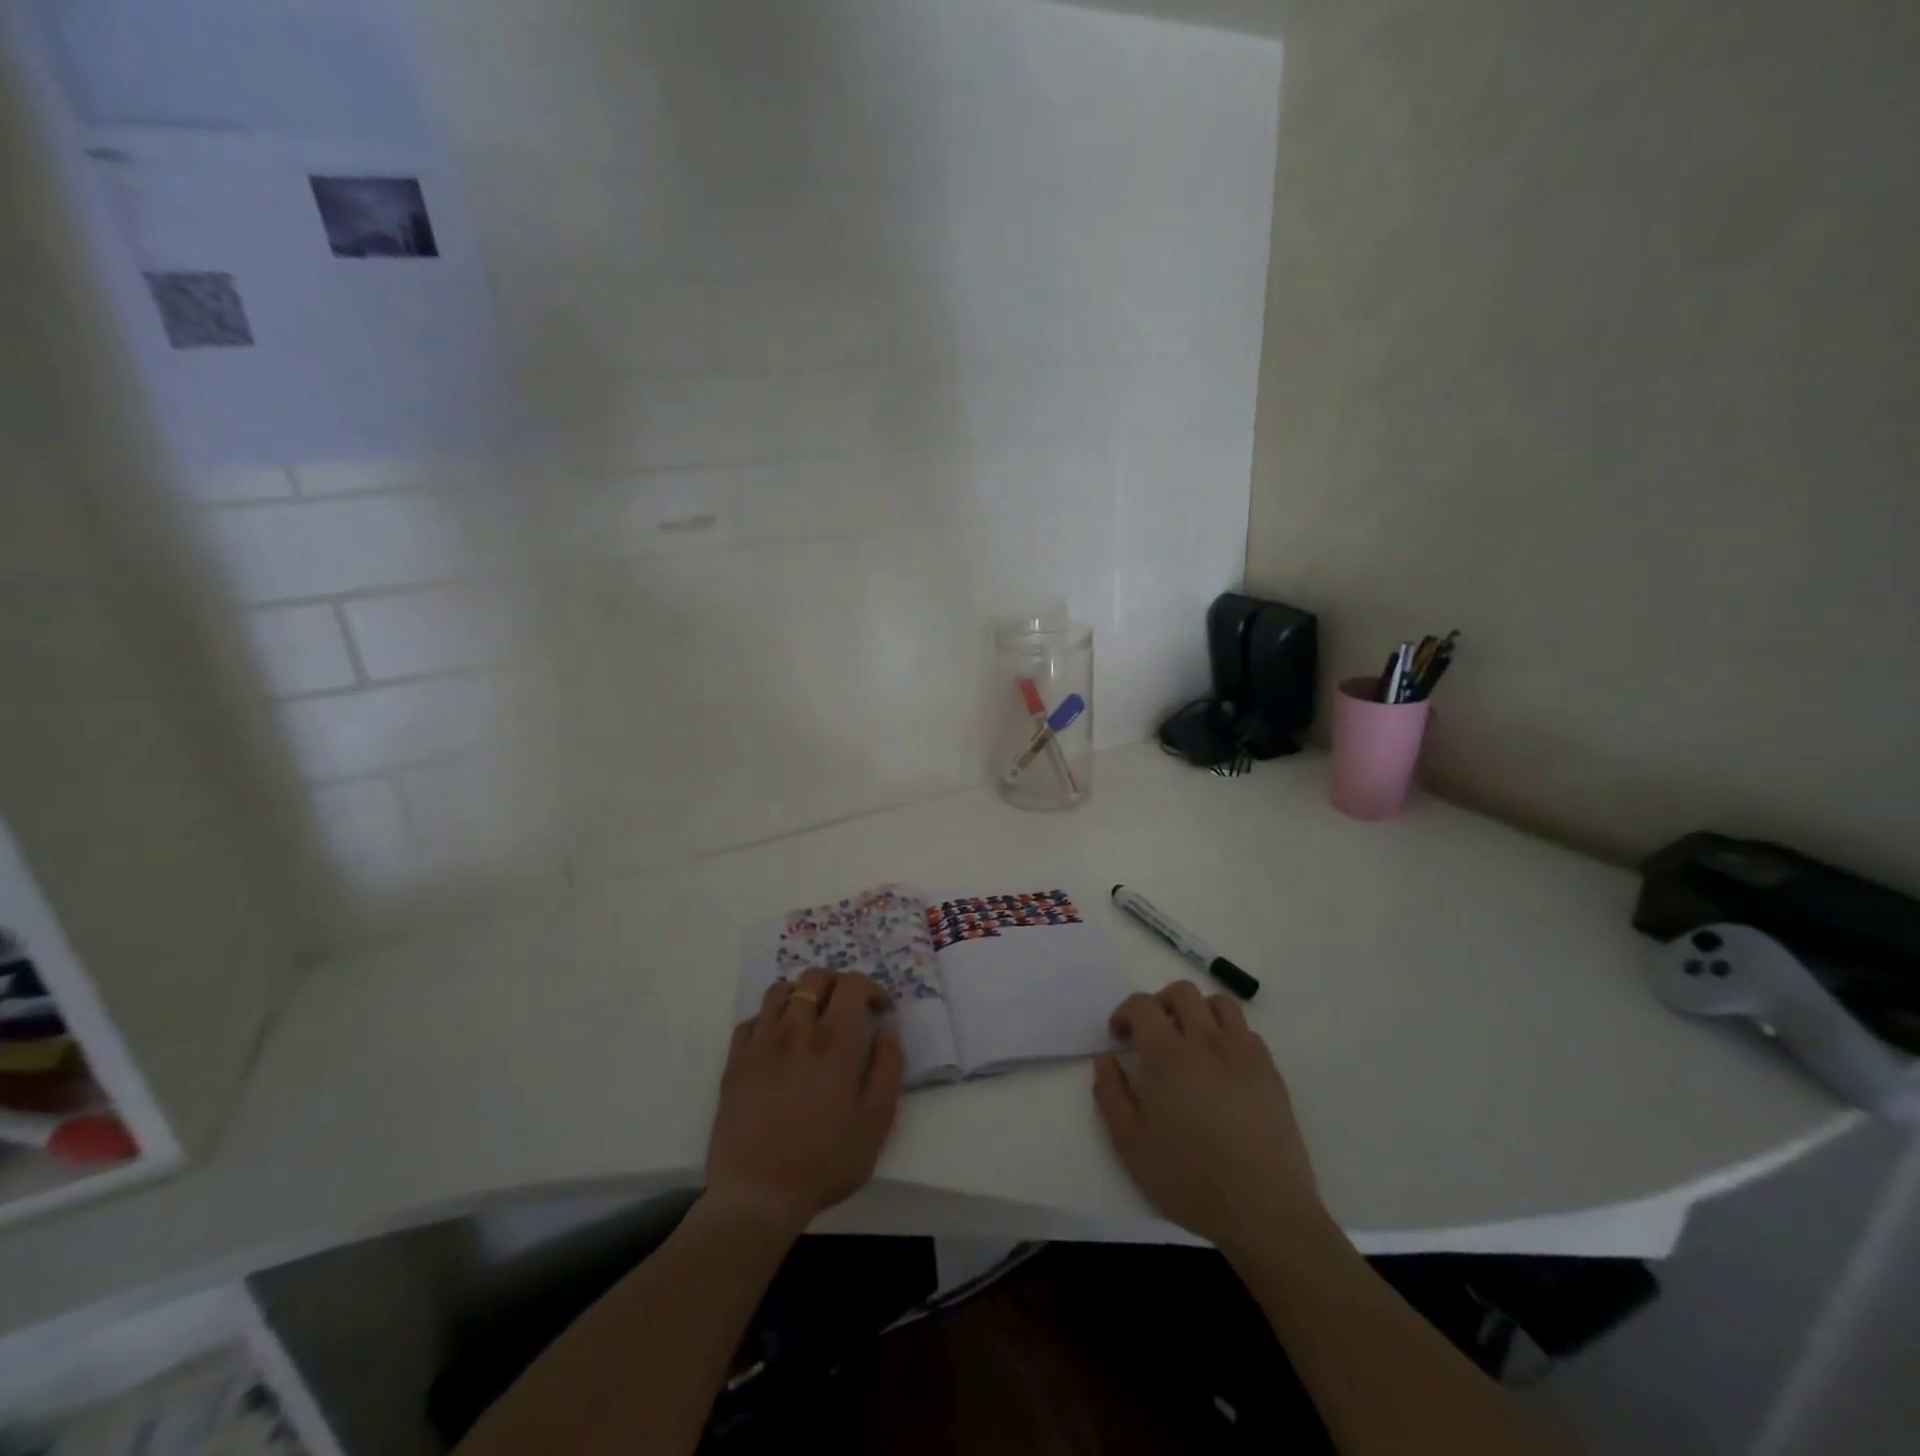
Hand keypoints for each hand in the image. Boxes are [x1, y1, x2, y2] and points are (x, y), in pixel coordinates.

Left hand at [705, 969, 904, 1237]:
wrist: (758, 1196)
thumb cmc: (826, 1161)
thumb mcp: (877, 1120)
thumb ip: (888, 1066)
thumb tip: (887, 1028)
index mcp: (835, 1042)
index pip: (853, 985)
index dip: (872, 988)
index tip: (881, 1010)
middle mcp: (797, 1030)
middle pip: (815, 978)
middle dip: (839, 983)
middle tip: (849, 1008)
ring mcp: (761, 1043)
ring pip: (780, 990)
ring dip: (802, 994)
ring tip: (813, 1018)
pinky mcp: (735, 1061)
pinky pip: (752, 1018)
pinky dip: (770, 1018)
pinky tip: (779, 1040)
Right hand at [1094, 982, 1325, 1253]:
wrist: (1263, 1210)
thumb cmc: (1189, 1179)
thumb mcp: (1131, 1144)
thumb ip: (1111, 1094)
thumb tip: (1105, 1060)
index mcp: (1167, 1055)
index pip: (1142, 1005)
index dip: (1125, 1012)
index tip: (1120, 1036)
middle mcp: (1206, 1041)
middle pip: (1182, 992)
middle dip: (1160, 1003)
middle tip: (1152, 1033)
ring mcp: (1243, 1053)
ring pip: (1220, 1003)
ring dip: (1198, 1011)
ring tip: (1190, 1040)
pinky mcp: (1271, 1072)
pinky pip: (1247, 1032)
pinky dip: (1228, 1034)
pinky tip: (1222, 1066)